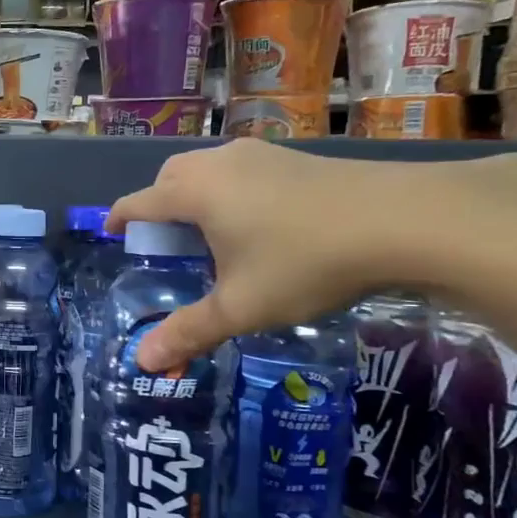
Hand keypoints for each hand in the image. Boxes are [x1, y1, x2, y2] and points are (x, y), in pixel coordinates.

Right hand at [105, 140, 495, 370]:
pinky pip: (242, 170)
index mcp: (195, 193)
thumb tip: (142, 362)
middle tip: (167, 242)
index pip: (139, 202)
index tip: (112, 232)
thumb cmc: (305, 262)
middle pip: (170, 176)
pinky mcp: (296, 157)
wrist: (404, 220)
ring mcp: (261, 155)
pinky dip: (230, 192)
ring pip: (209, 169)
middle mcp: (220, 164)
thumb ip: (189, 331)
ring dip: (196, 195)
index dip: (120, 219)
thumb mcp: (242, 307)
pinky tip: (259, 224)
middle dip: (157, 203)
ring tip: (212, 235)